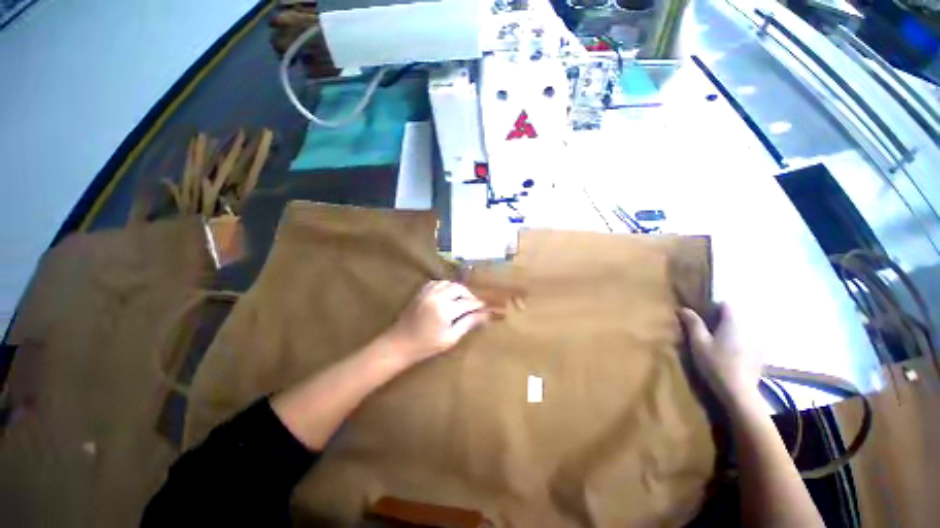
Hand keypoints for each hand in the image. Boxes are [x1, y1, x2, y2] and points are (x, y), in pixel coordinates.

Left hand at [384, 280, 489, 363]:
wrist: (399, 343)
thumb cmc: (426, 346)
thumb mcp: (451, 338)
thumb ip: (468, 323)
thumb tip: (486, 315)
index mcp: (446, 309)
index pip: (469, 302)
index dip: (479, 305)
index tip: (487, 309)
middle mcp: (438, 296)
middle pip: (460, 288)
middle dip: (469, 295)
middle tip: (474, 305)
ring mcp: (428, 292)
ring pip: (449, 283)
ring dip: (458, 289)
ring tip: (462, 300)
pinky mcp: (421, 292)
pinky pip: (438, 282)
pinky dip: (446, 286)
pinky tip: (448, 294)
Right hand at [678, 304, 762, 406]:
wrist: (738, 392)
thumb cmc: (715, 363)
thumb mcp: (698, 342)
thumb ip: (693, 323)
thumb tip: (684, 308)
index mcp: (733, 323)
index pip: (726, 305)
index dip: (713, 306)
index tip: (703, 315)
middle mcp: (749, 328)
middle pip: (735, 317)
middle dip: (722, 320)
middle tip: (708, 330)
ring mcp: (757, 343)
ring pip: (743, 330)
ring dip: (732, 332)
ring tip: (719, 343)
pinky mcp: (760, 356)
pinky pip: (749, 342)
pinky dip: (740, 344)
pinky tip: (731, 356)